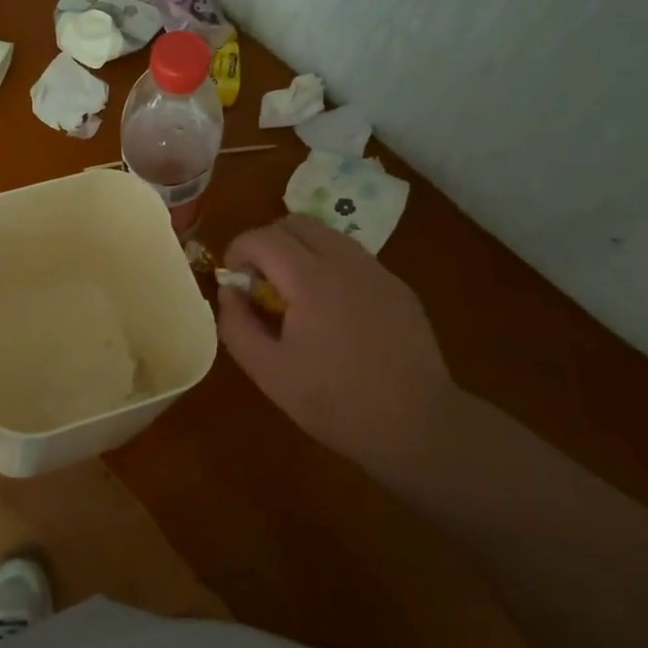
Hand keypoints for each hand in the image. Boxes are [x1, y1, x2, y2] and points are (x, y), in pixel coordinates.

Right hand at [218, 215, 455, 487]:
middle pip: (295, 223)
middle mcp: (346, 261)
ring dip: (299, 251)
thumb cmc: (335, 402)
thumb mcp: (269, 372)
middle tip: (260, 283)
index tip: (234, 281)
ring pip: (327, 235)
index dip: (238, 251)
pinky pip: (353, 257)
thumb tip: (230, 290)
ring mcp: (377, 271)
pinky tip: (333, 312)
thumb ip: (237, 324)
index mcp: (311, 279)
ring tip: (295, 296)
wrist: (417, 425)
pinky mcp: (398, 287)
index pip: (263, 237)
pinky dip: (329, 266)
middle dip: (267, 243)